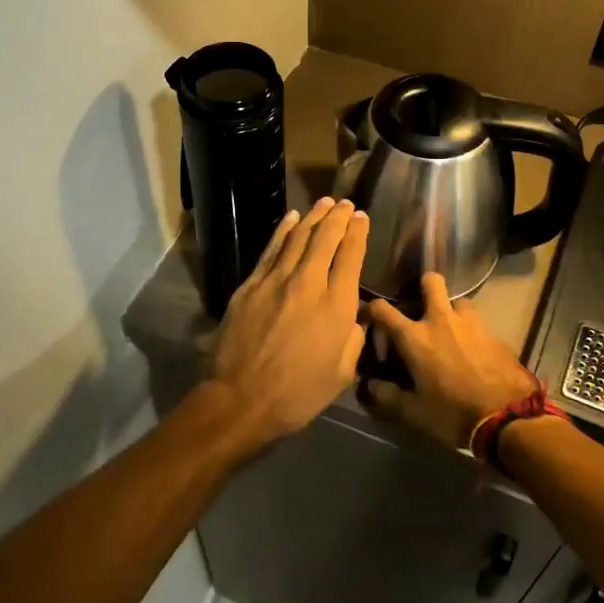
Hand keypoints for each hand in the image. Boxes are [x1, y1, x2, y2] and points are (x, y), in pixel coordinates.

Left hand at [208, 198, 368, 444]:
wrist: (241, 399)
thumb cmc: (298, 394)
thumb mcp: (341, 374)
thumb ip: (354, 339)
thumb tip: (356, 316)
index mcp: (337, 306)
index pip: (351, 256)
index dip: (358, 232)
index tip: (362, 217)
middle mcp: (309, 283)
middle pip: (326, 239)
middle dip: (338, 218)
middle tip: (346, 204)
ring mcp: (276, 281)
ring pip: (299, 238)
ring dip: (314, 217)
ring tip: (325, 203)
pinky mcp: (251, 285)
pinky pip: (272, 250)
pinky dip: (284, 231)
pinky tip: (292, 218)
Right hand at [363, 273, 536, 449]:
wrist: (508, 417)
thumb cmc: (452, 412)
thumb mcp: (413, 412)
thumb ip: (387, 396)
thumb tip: (369, 386)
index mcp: (415, 337)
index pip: (384, 310)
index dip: (371, 308)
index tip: (369, 315)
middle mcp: (441, 320)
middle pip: (431, 282)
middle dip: (423, 285)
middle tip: (420, 304)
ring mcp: (472, 323)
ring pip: (459, 301)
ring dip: (452, 310)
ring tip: (450, 330)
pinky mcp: (494, 333)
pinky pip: (478, 323)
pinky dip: (471, 331)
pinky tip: (472, 349)